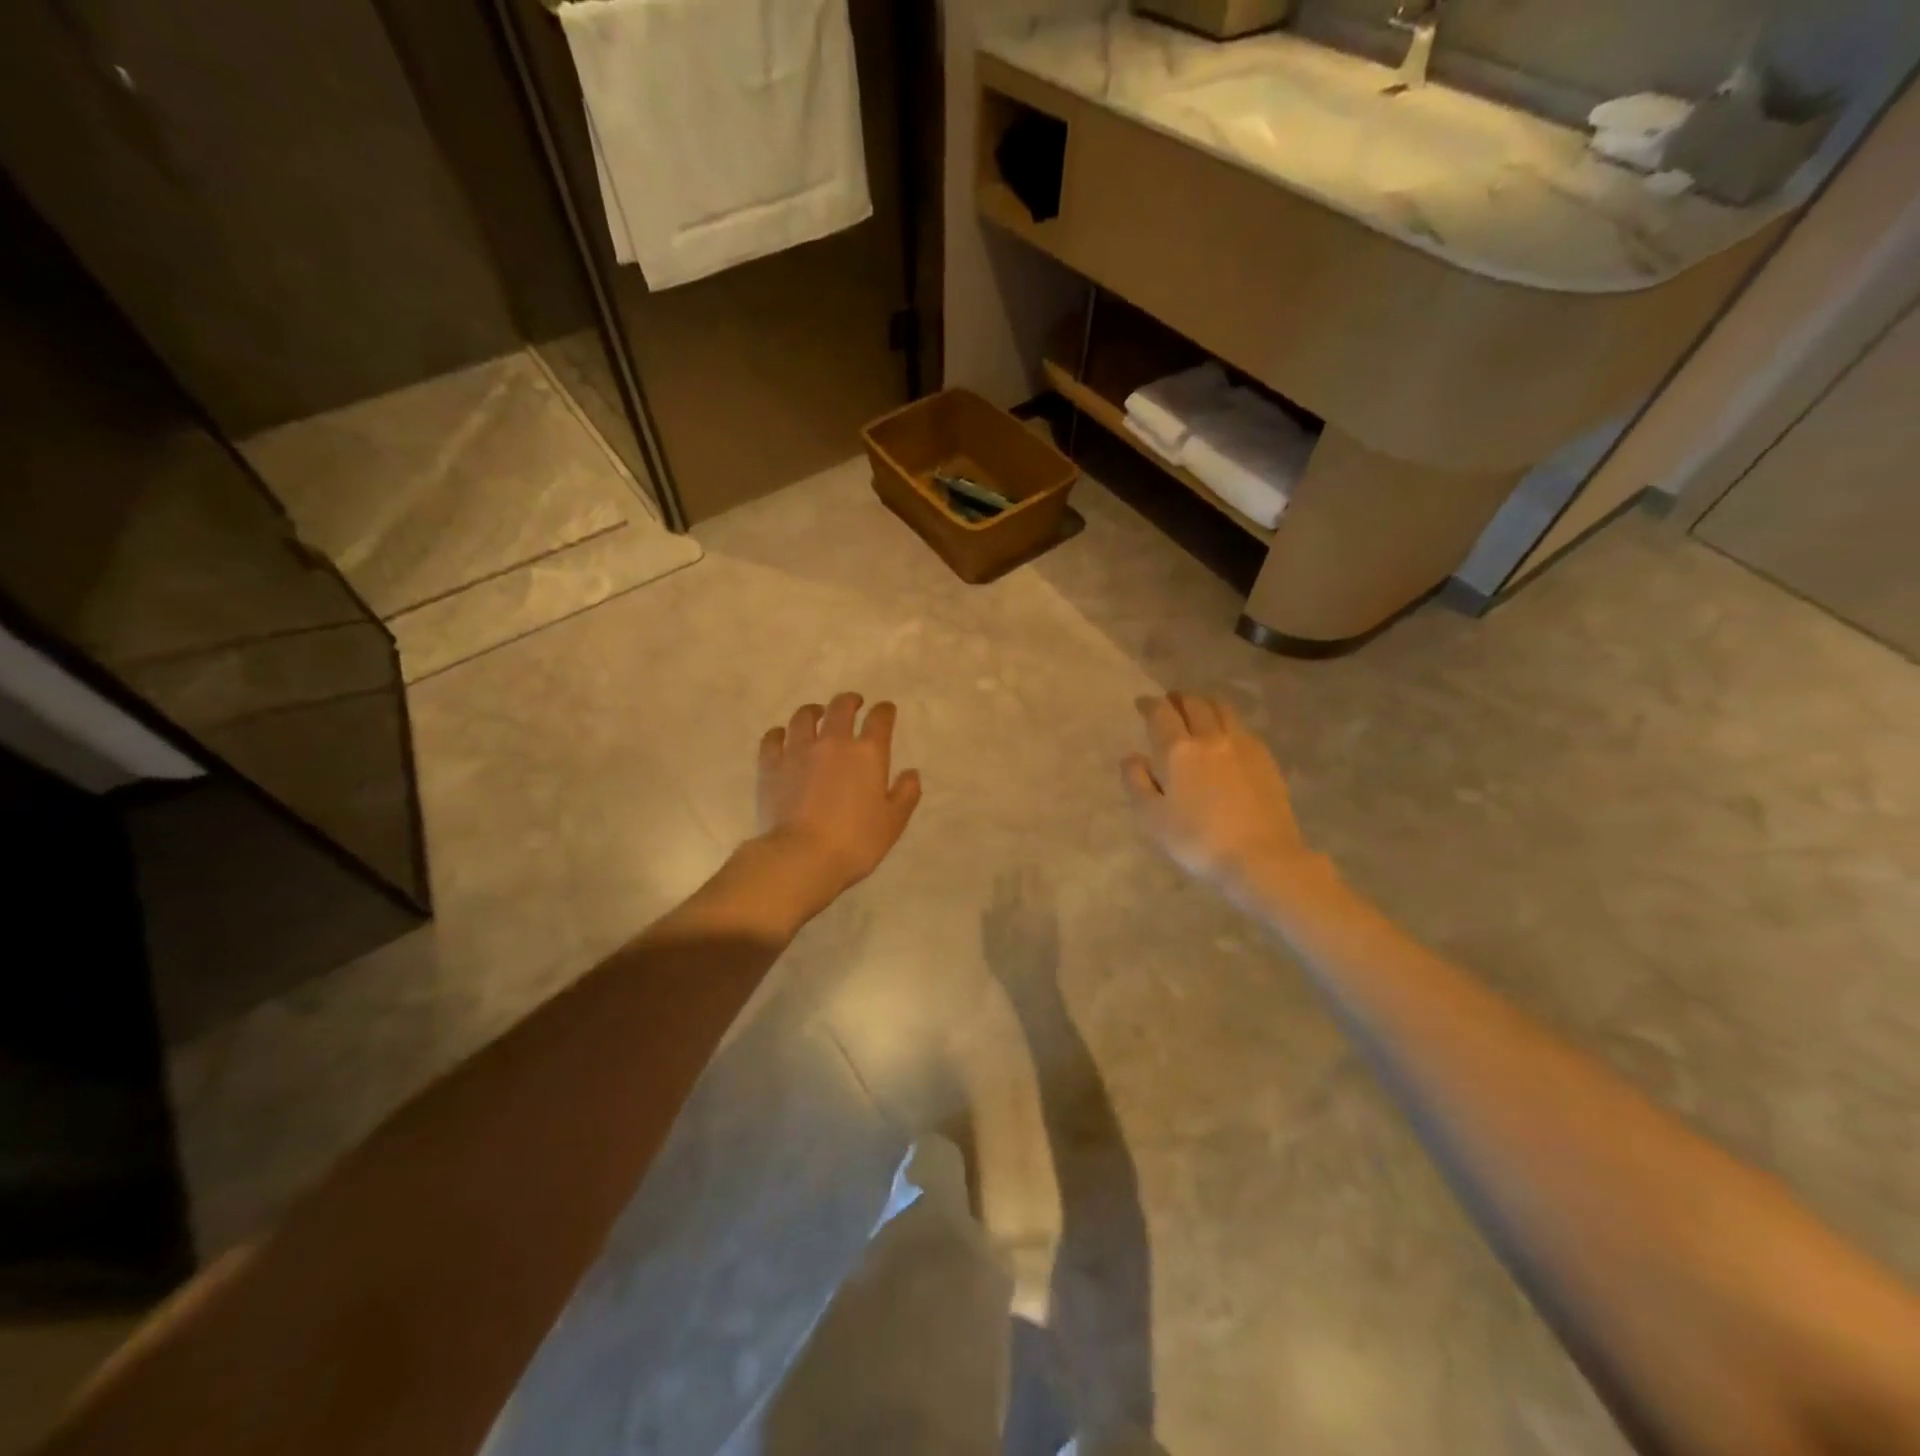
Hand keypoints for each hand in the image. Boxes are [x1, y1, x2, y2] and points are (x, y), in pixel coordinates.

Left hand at [756, 692, 922, 901]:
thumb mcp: (893, 822)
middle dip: (850, 701)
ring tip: (817, 714)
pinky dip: (780, 733)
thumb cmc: (855, 842)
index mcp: (867, 753)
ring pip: (804, 716)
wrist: (801, 857)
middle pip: (840, 708)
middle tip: (853, 704)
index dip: (884, 711)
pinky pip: (773, 737)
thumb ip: (906, 794)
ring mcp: (798, 750)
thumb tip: (911, 773)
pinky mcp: (770, 765)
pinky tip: (783, 737)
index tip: (886, 710)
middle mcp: (833, 742)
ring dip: (814, 711)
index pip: (880, 719)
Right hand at [1121, 692, 1311, 899]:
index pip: (1161, 713)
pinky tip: (1226, 735)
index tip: (1142, 703)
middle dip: (1178, 698)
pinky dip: (1227, 721)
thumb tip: (1131, 757)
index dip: (1149, 704)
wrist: (1261, 857)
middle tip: (1169, 701)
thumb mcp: (1153, 818)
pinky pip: (1242, 727)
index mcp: (1178, 750)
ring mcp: (1242, 745)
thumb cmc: (1198, 840)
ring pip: (1222, 709)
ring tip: (1198, 709)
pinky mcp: (1265, 758)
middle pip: (1194, 704)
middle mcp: (1210, 737)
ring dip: (1205, 703)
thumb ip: (1137, 783)